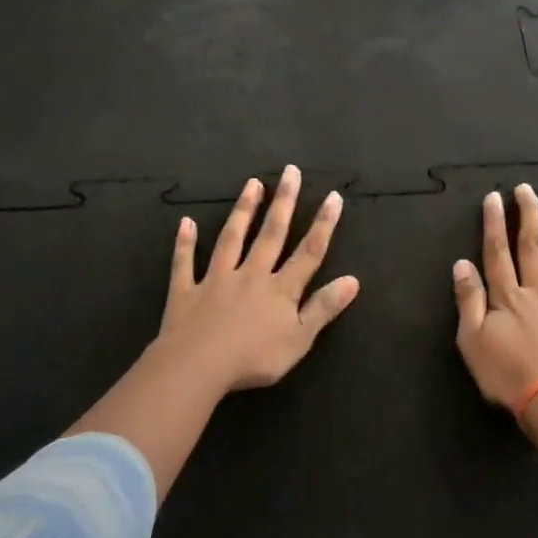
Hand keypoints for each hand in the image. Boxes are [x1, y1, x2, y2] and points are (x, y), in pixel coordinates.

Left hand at [142, 165, 359, 398]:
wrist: (198, 366)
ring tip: (252, 184)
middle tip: (290, 171)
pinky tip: (185, 223)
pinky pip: (185, 263)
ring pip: (232, 239)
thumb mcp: (299, 339)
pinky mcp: (186, 291)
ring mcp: (217, 279)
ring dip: (243, 211)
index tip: (332, 196)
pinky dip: (185, 243)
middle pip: (271, 234)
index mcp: (280, 289)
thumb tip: (352, 280)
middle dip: (283, 202)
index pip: (308, 252)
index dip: (323, 225)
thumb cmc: (254, 358)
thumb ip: (323, 308)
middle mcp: (251, 275)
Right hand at [452, 184, 537, 421]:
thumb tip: (462, 263)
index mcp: (509, 297)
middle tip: (527, 189)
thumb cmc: (510, 377)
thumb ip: (468, 300)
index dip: (494, 223)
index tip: (494, 197)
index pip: (498, 252)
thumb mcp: (473, 342)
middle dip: (528, 215)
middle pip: (533, 247)